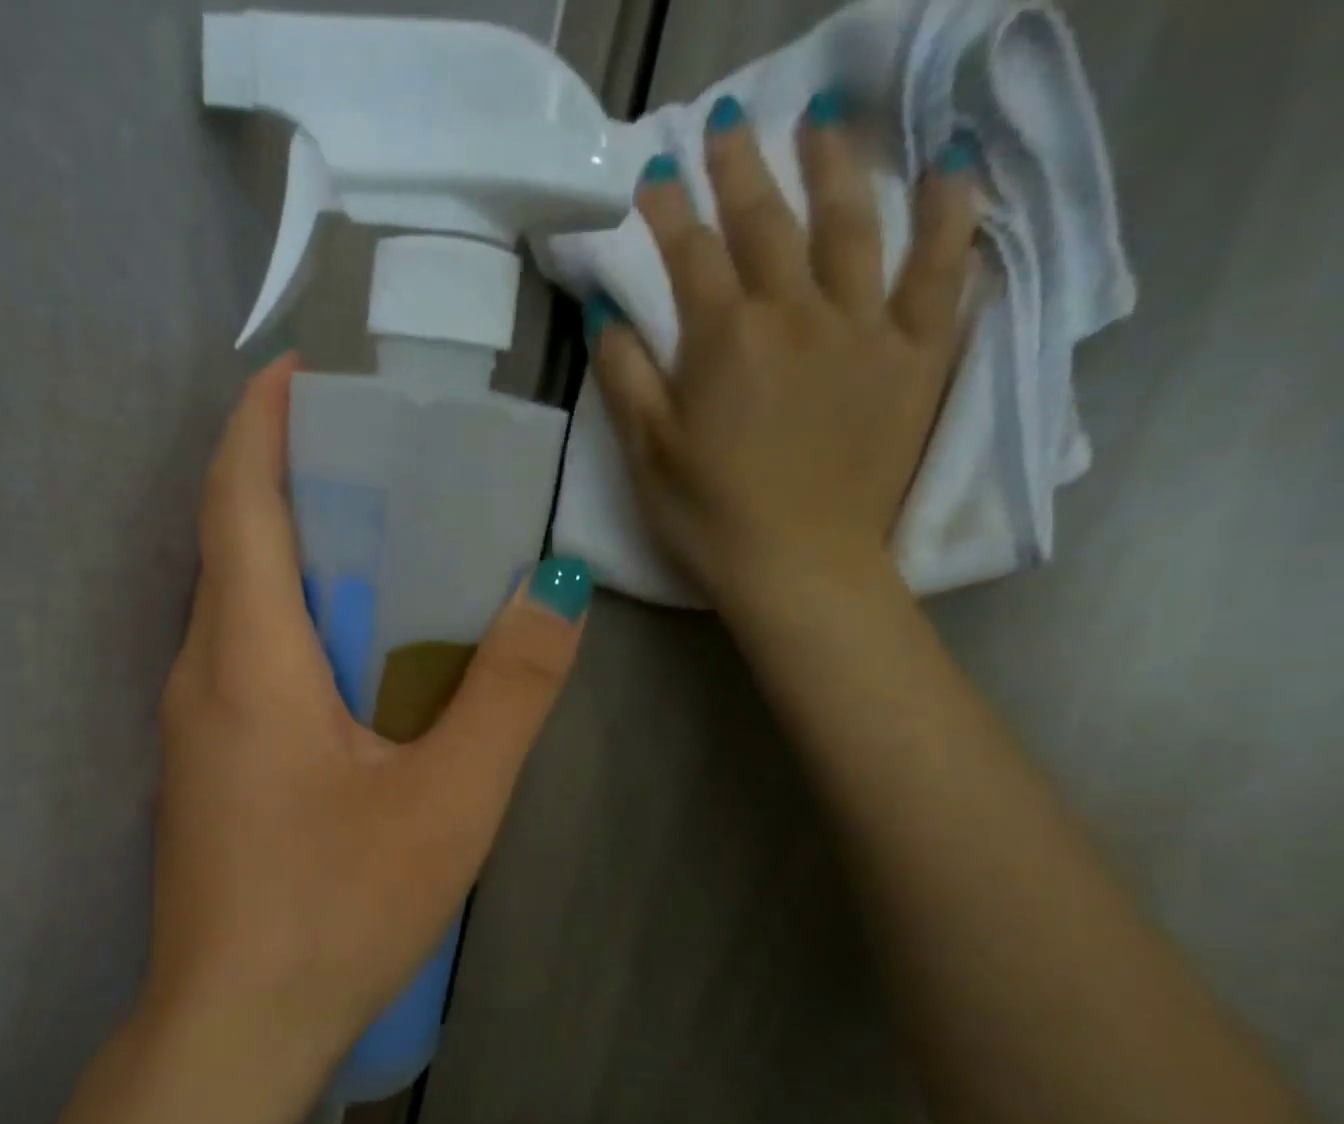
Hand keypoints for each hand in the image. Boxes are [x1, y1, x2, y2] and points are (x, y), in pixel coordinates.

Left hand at [136, 355, 589, 1113]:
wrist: (234, 1026)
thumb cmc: (338, 910)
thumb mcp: (450, 800)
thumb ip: (509, 690)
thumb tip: (556, 588)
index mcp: (247, 656)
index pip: (237, 498)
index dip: (262, 421)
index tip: (306, 370)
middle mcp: (199, 672)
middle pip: (232, 541)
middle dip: (291, 479)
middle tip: (377, 456)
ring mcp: (190, 723)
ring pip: (234, 603)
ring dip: (292, 554)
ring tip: (377, 541)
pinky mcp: (200, 766)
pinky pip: (238, 658)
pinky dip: (287, 620)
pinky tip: (348, 653)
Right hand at [588, 94, 980, 616]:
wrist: (800, 567)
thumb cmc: (709, 519)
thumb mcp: (646, 456)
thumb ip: (626, 378)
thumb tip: (608, 313)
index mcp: (722, 340)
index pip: (689, 254)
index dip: (668, 210)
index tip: (654, 172)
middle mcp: (794, 313)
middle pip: (766, 222)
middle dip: (740, 168)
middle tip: (728, 122)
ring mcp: (863, 328)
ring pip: (851, 224)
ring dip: (832, 165)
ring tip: (821, 120)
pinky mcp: (916, 355)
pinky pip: (942, 270)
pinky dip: (949, 215)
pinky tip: (949, 168)